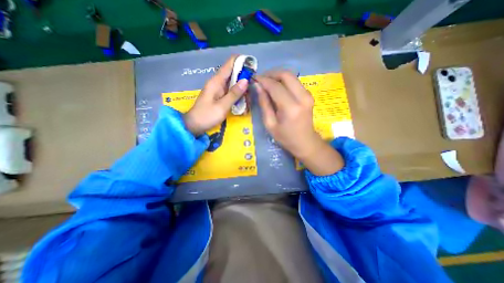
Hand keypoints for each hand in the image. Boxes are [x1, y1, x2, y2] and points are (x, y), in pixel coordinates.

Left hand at [185, 55, 248, 135]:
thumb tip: (246, 80)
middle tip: (254, 88)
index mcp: (216, 81)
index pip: (230, 63)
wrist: (194, 125)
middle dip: (245, 78)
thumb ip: (234, 93)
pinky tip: (243, 102)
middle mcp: (218, 82)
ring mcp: (219, 89)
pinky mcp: (220, 96)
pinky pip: (231, 91)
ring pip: (234, 83)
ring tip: (249, 99)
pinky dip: (238, 95)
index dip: (242, 62)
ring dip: (243, 89)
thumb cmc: (207, 116)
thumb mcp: (222, 106)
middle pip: (234, 73)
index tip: (253, 68)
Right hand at [256, 71, 341, 174]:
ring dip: (277, 77)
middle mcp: (302, 97)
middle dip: (271, 74)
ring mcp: (308, 95)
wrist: (305, 142)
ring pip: (291, 76)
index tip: (253, 79)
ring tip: (267, 83)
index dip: (263, 80)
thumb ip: (264, 104)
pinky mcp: (309, 95)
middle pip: (286, 75)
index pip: (275, 86)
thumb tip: (258, 86)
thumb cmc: (285, 137)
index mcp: (291, 108)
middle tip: (261, 79)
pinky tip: (276, 88)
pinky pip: (295, 82)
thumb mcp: (270, 124)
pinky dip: (284, 81)